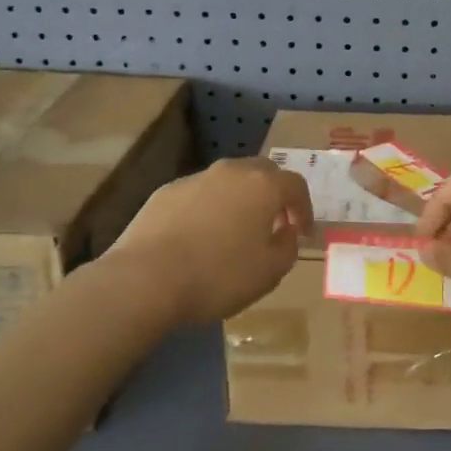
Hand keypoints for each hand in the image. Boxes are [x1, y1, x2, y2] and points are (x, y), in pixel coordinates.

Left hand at [106, 158, 313, 323]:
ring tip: (235, 231)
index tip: (303, 232)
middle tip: (273, 224)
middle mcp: (232, 171)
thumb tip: (287, 231)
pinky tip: (200, 237)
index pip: (295, 185)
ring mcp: (196, 178)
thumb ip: (288, 247)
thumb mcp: (269, 273)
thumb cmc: (218, 276)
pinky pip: (199, 194)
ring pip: (229, 181)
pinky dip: (209, 208)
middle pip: (262, 172)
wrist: (146, 278)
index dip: (304, 208)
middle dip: (273, 195)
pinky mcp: (166, 192)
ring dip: (240, 200)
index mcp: (263, 186)